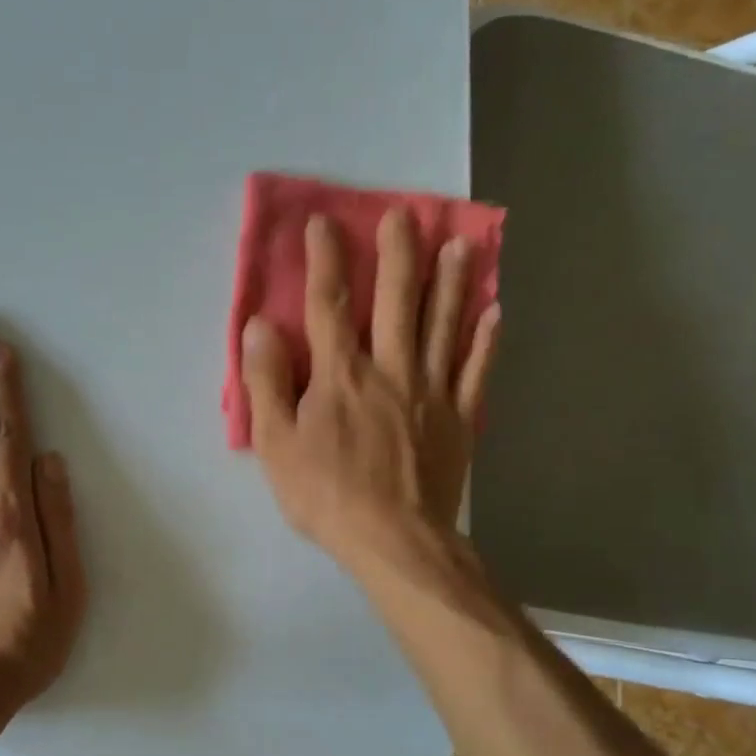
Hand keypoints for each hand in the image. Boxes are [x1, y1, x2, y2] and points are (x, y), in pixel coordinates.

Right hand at [240, 209, 499, 565]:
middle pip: (396, 300)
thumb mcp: (276, 443)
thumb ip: (267, 381)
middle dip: (397, 254)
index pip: (328, 304)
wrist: (395, 540)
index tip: (324, 222)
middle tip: (404, 214)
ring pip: (442, 325)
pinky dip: (486, 341)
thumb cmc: (326, 494)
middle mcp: (389, 368)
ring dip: (450, 282)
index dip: (325, 260)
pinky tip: (495, 313)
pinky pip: (475, 371)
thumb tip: (260, 326)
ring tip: (459, 244)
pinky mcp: (458, 418)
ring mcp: (430, 391)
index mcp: (340, 374)